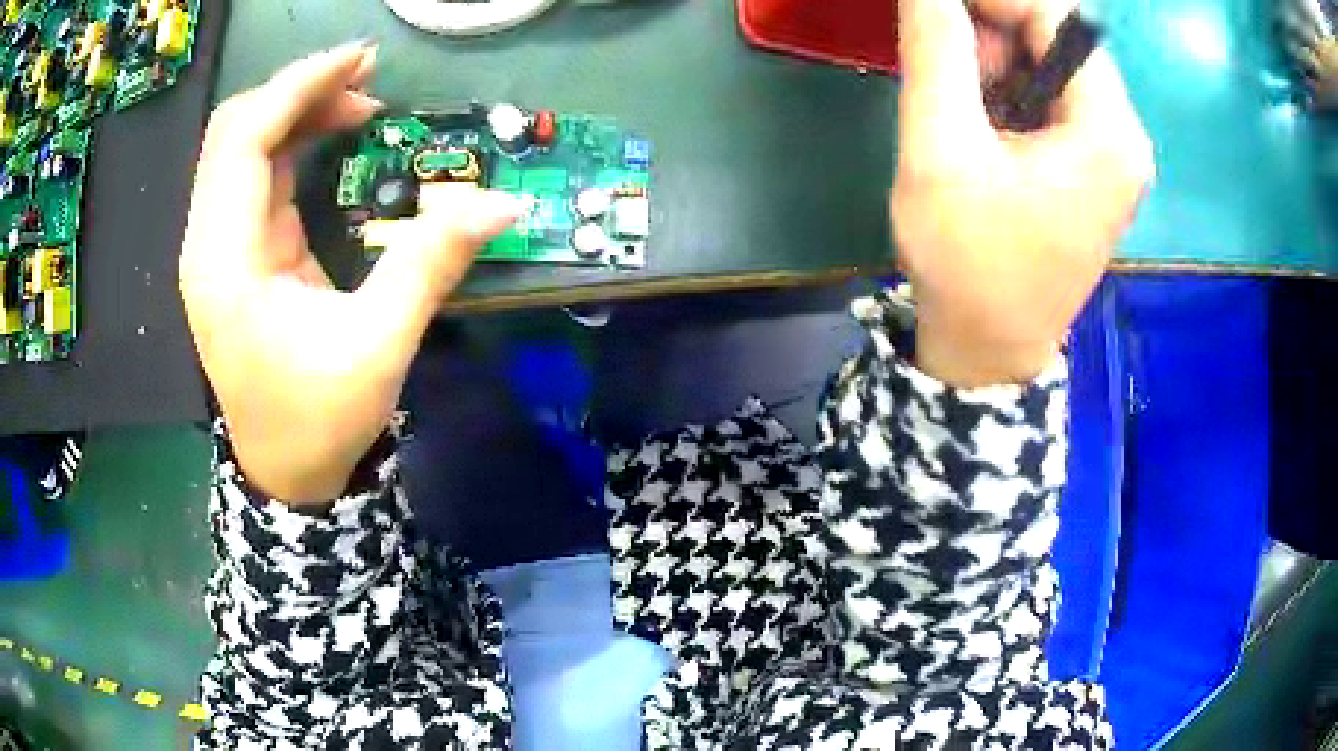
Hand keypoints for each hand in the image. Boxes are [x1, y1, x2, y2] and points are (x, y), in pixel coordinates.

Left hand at [180, 43, 523, 503]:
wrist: (285, 472)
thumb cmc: (319, 420)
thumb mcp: (379, 346)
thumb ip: (429, 264)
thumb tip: (500, 202)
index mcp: (225, 263)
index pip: (243, 143)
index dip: (298, 88)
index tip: (361, 60)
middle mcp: (208, 244)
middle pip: (234, 132)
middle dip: (298, 93)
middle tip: (368, 83)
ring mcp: (217, 247)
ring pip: (242, 147)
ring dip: (297, 113)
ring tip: (360, 106)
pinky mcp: (235, 252)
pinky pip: (254, 173)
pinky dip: (293, 142)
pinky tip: (334, 139)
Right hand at [892, 0, 1153, 386]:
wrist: (989, 351)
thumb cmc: (968, 262)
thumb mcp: (939, 151)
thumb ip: (937, 52)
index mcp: (1109, 132)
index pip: (1058, 16)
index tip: (937, 8)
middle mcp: (1126, 138)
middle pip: (1061, 41)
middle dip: (996, 33)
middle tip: (943, 62)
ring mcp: (1114, 159)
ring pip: (1055, 70)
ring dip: (1000, 65)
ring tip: (958, 103)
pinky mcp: (1096, 173)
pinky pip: (1056, 104)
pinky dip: (1012, 95)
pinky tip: (982, 126)